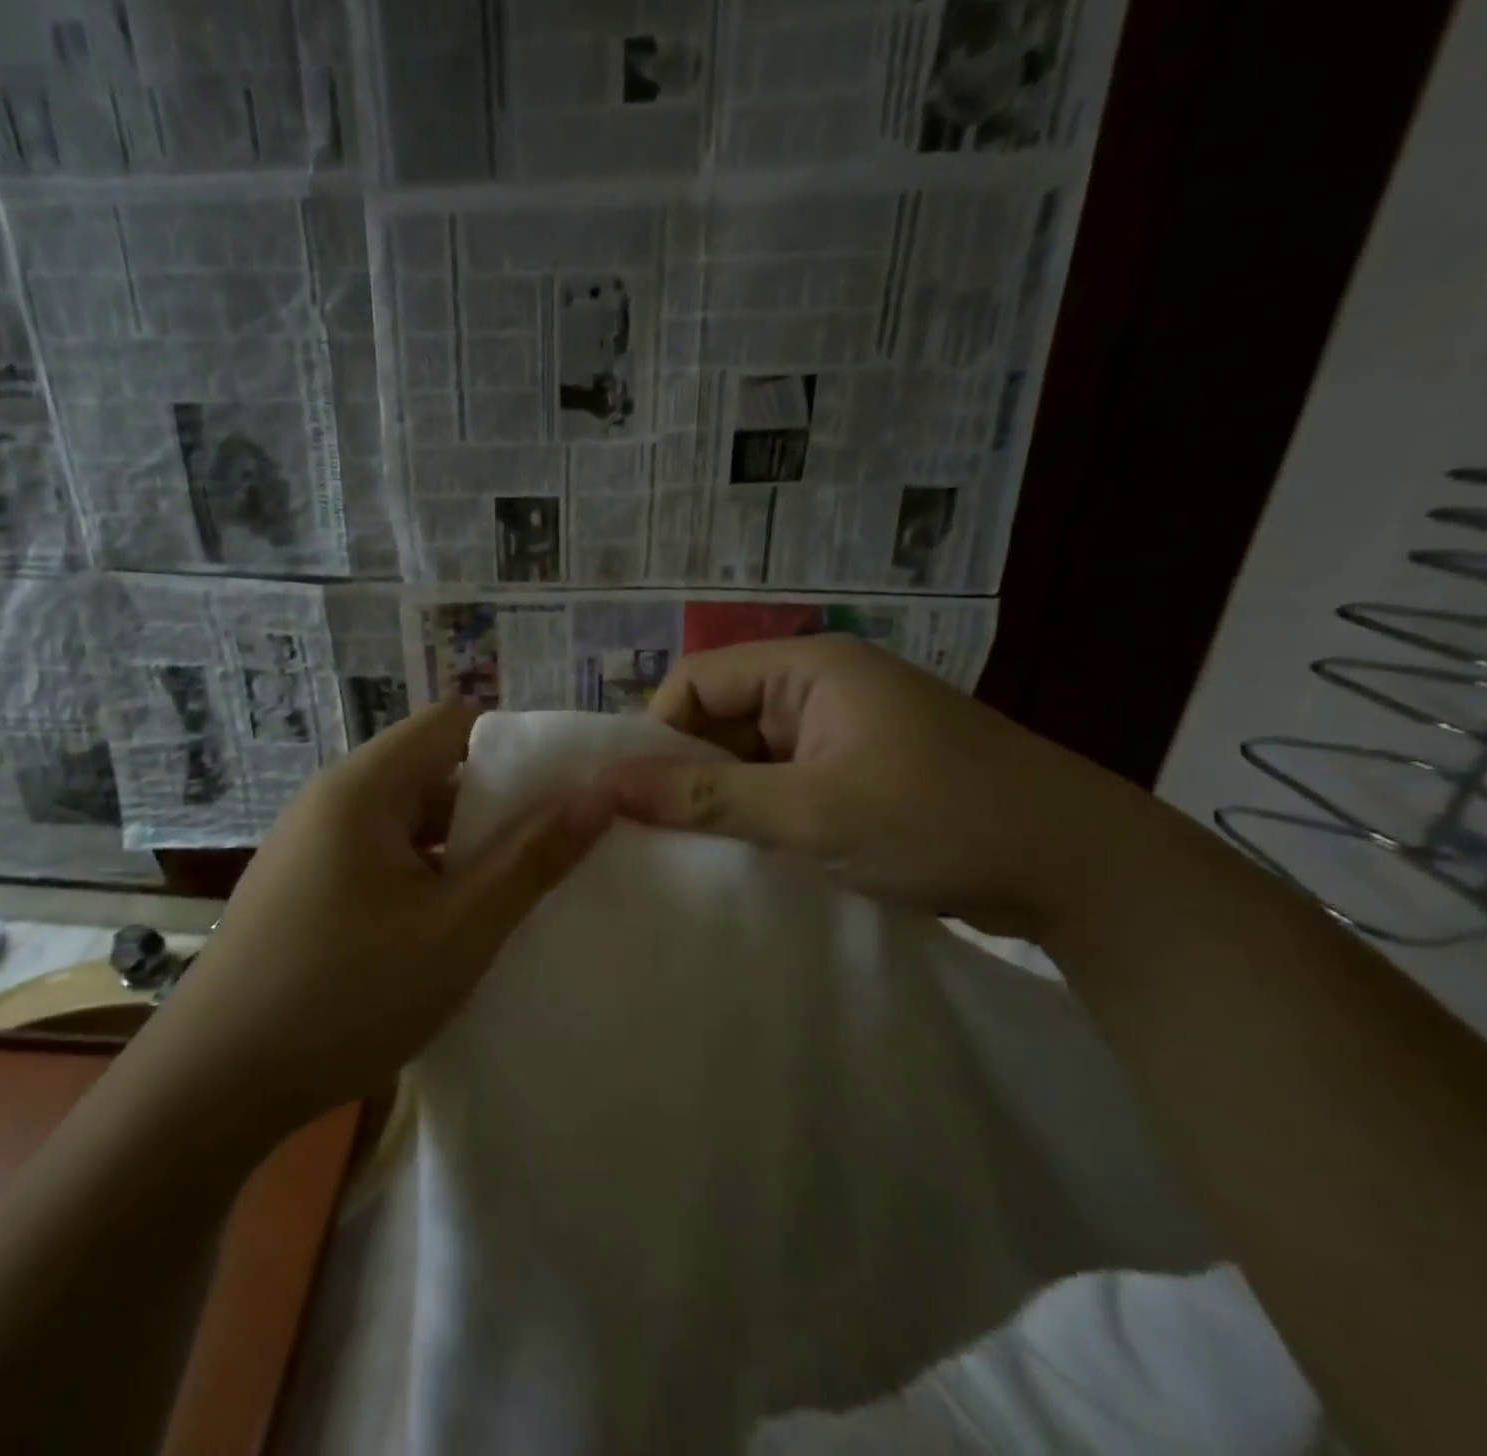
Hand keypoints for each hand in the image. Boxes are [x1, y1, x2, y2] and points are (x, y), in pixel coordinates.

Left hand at [163, 700, 613, 1131]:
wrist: (209, 1088)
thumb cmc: (345, 994)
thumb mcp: (458, 928)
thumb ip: (531, 858)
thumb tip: (598, 796)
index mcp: (364, 785)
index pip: (452, 722)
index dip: (513, 747)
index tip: (558, 794)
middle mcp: (330, 799)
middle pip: (429, 769)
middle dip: (491, 805)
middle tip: (545, 853)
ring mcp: (308, 845)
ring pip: (404, 820)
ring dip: (456, 848)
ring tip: (504, 896)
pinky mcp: (300, 888)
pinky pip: (376, 857)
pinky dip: (419, 876)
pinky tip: (442, 930)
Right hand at [598, 634, 1158, 937]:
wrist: (1083, 871)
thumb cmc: (942, 821)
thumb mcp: (811, 812)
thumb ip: (705, 797)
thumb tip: (608, 787)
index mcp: (809, 668)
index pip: (697, 681)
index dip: (658, 733)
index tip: (638, 797)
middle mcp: (821, 688)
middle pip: (721, 717)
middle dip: (688, 772)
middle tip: (659, 834)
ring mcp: (842, 731)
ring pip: (751, 756)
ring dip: (723, 799)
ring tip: (697, 852)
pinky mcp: (859, 772)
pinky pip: (784, 782)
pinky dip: (760, 814)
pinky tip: (746, 855)